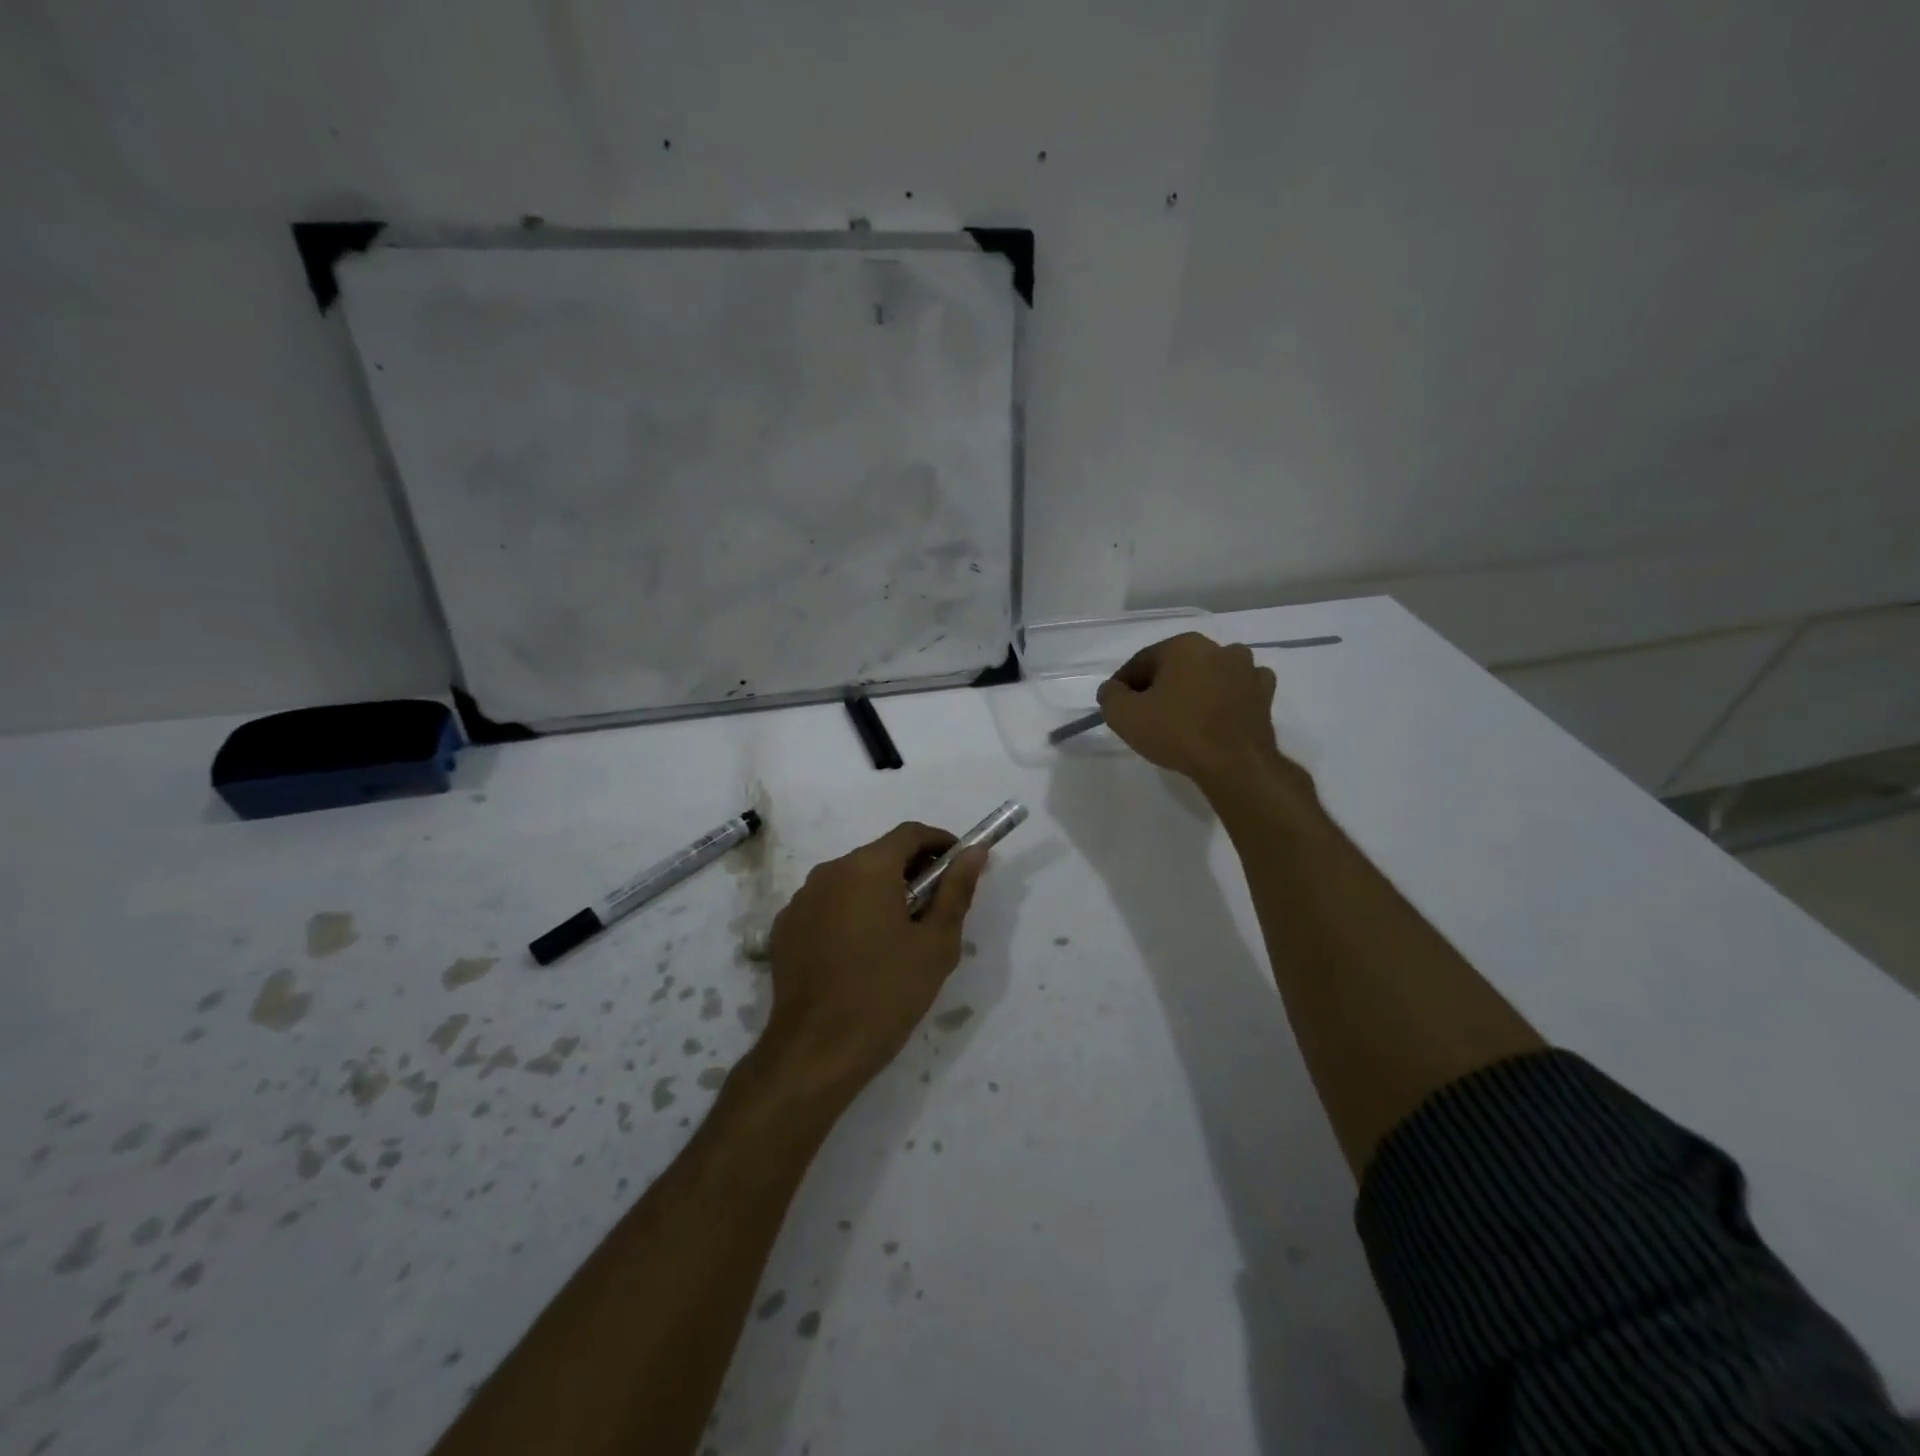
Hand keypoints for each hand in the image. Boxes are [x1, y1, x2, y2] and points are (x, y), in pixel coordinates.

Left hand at [759, 823, 987, 1099]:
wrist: (816, 1051)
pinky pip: (826, 905)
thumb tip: (975, 852)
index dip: (940, 843)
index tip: (959, 867)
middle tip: (935, 908)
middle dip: (911, 871)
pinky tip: (859, 953)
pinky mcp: (784, 928)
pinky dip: (849, 913)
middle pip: (879, 855)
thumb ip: (956, 891)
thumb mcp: (936, 944)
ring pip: (851, 880)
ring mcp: (801, 899)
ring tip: (898, 935)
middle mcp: (829, 871)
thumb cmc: (887, 994)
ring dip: (879, 893)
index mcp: (868, 868)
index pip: (910, 833)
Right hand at [1097, 633, 1301, 795]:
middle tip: (1147, 716)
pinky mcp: (1265, 694)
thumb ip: (1110, 696)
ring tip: (1183, 719)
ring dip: (1194, 690)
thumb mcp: (1124, 715)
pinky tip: (1216, 716)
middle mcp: (1218, 648)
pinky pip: (1237, 690)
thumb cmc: (1177, 732)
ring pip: (1208, 675)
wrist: (1235, 764)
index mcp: (1183, 645)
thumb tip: (1113, 690)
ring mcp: (1247, 669)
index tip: (1118, 707)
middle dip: (1160, 686)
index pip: (1142, 662)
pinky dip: (1225, 698)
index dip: (1125, 685)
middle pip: (1176, 666)